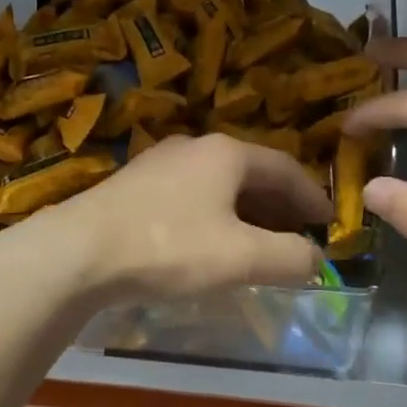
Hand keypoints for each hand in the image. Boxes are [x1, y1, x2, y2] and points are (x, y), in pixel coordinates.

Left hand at [27, 133, 331, 304]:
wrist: (78, 252)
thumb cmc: (169, 247)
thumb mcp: (241, 258)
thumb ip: (290, 258)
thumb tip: (315, 259)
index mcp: (226, 153)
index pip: (285, 168)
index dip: (312, 196)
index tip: (329, 223)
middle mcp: (194, 147)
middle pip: (252, 173)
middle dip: (280, 205)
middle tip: (299, 235)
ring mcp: (159, 163)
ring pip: (219, 184)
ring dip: (247, 211)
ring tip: (260, 242)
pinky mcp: (133, 186)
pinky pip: (191, 196)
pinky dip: (215, 215)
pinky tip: (210, 242)